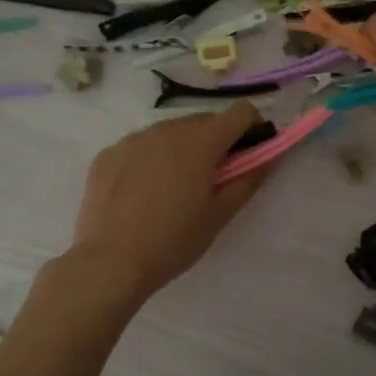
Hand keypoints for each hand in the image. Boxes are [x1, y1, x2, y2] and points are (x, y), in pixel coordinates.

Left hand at [67, 102, 269, 299]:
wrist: (109, 263)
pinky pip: (140, 147)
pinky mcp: (108, 154)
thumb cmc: (174, 241)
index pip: (240, 112)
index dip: (251, 128)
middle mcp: (167, 129)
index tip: (248, 154)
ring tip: (173, 190)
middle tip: (211, 180)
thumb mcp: (220, 215)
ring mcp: (133, 139)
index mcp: (201, 142)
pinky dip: (150, 160)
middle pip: (204, 121)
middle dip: (216, 142)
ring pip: (170, 133)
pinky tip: (141, 195)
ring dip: (182, 149)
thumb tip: (268, 156)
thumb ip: (248, 179)